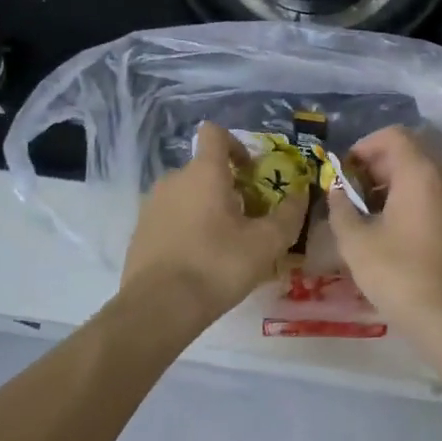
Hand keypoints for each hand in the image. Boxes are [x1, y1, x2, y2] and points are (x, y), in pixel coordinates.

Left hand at [122, 122, 308, 320]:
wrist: (159, 307)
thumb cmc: (217, 265)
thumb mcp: (267, 243)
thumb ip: (289, 214)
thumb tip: (301, 194)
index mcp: (203, 172)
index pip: (215, 134)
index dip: (236, 145)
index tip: (251, 172)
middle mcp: (173, 179)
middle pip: (204, 169)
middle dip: (229, 186)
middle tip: (249, 218)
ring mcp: (152, 205)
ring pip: (188, 194)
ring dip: (208, 208)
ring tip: (226, 243)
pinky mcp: (140, 231)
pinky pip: (171, 217)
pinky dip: (188, 227)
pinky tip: (200, 259)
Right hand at [326, 126, 441, 329]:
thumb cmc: (398, 274)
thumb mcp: (355, 242)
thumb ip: (341, 208)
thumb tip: (337, 191)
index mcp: (421, 174)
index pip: (394, 136)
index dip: (365, 146)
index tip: (346, 171)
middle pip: (410, 153)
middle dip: (377, 166)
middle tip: (352, 193)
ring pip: (424, 175)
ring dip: (394, 184)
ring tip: (368, 213)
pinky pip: (435, 196)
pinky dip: (412, 199)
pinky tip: (392, 230)